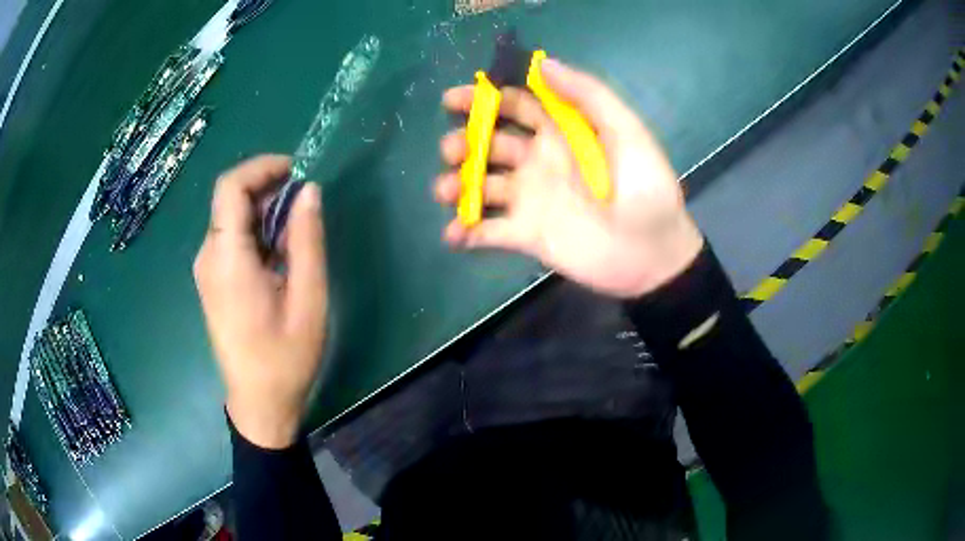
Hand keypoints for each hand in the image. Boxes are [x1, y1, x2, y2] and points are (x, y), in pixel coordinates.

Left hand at [194, 155, 327, 448]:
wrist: (259, 403)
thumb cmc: (285, 358)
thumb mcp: (308, 299)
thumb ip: (307, 240)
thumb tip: (309, 191)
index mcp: (227, 259)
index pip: (231, 187)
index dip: (262, 167)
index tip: (296, 171)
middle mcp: (208, 257)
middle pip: (230, 199)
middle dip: (268, 189)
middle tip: (305, 204)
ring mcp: (206, 270)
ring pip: (231, 218)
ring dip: (264, 212)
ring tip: (297, 232)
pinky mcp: (212, 281)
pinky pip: (230, 239)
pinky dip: (256, 232)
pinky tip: (279, 254)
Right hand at [436, 58, 703, 297]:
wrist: (654, 255)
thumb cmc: (646, 189)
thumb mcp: (627, 133)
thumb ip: (588, 96)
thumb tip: (542, 63)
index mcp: (560, 133)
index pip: (515, 107)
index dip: (484, 99)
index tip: (454, 100)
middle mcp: (539, 161)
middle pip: (489, 144)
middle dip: (464, 142)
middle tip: (451, 150)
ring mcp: (530, 198)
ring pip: (482, 186)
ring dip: (457, 185)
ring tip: (446, 190)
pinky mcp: (527, 235)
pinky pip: (489, 231)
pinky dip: (466, 232)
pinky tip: (454, 235)